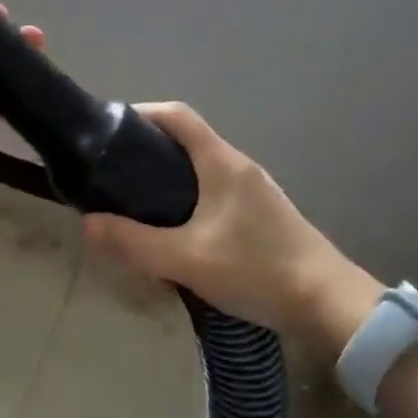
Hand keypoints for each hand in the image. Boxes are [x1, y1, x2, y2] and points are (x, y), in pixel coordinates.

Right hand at [80, 103, 382, 355]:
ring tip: (137, 208)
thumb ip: (133, 242)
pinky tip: (177, 235)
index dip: (142, 113)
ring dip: (168, 181)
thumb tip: (88, 224)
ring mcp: (255, 192)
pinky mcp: (263, 217)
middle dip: (147, 152)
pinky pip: (215, 195)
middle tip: (114, 177)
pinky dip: (188, 202)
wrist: (330, 304)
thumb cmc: (257, 269)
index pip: (178, 115)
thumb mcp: (186, 259)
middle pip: (187, 142)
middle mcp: (239, 167)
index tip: (110, 130)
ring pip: (201, 172)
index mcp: (221, 162)